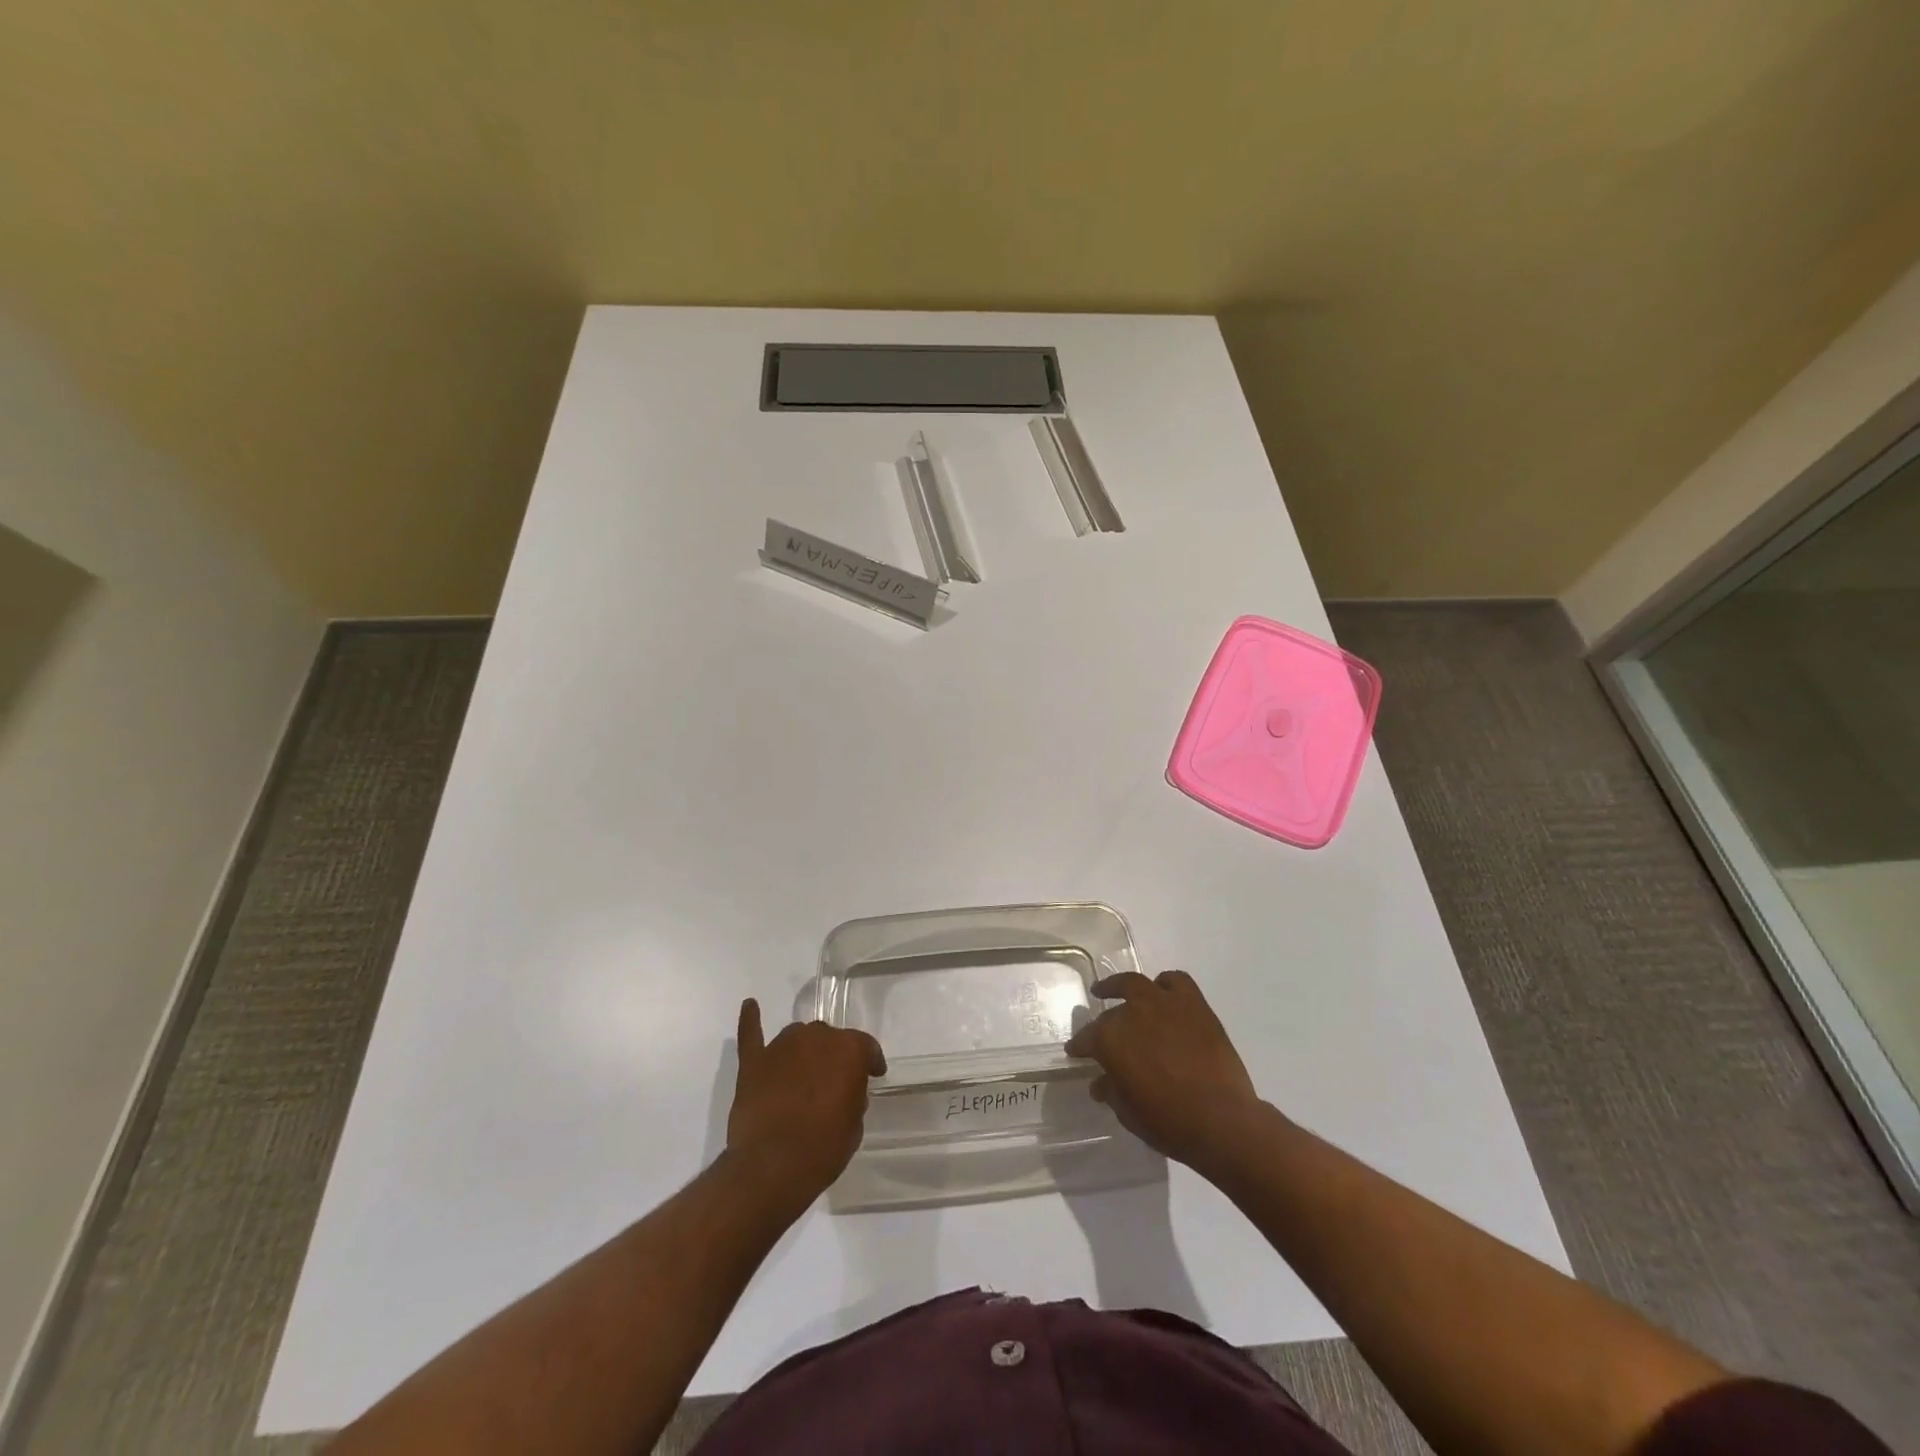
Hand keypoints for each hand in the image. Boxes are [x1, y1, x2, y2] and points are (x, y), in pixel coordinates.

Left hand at [726, 999, 885, 1204]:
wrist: (772, 1167)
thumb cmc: (824, 1149)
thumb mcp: (854, 1126)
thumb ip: (852, 1096)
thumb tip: (843, 1090)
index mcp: (849, 1049)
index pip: (866, 1047)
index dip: (870, 1062)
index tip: (872, 1075)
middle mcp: (817, 1036)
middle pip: (828, 1039)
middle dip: (832, 1057)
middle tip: (831, 1083)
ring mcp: (781, 1046)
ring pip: (797, 1037)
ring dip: (803, 1051)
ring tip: (802, 1075)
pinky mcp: (753, 1062)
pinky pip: (751, 1034)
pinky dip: (751, 1020)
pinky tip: (751, 1006)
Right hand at [1065, 970, 1261, 1172]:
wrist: (1221, 1120)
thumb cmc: (1168, 1123)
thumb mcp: (1128, 1113)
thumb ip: (1111, 1091)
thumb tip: (1100, 1083)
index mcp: (1110, 1039)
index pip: (1087, 1039)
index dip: (1080, 1047)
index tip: (1075, 1052)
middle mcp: (1132, 1012)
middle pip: (1111, 1013)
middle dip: (1103, 1023)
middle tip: (1101, 1031)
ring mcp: (1164, 1003)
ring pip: (1136, 984)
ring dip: (1124, 988)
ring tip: (1120, 992)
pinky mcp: (1194, 1004)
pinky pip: (1176, 982)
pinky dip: (1166, 985)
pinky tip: (1163, 994)